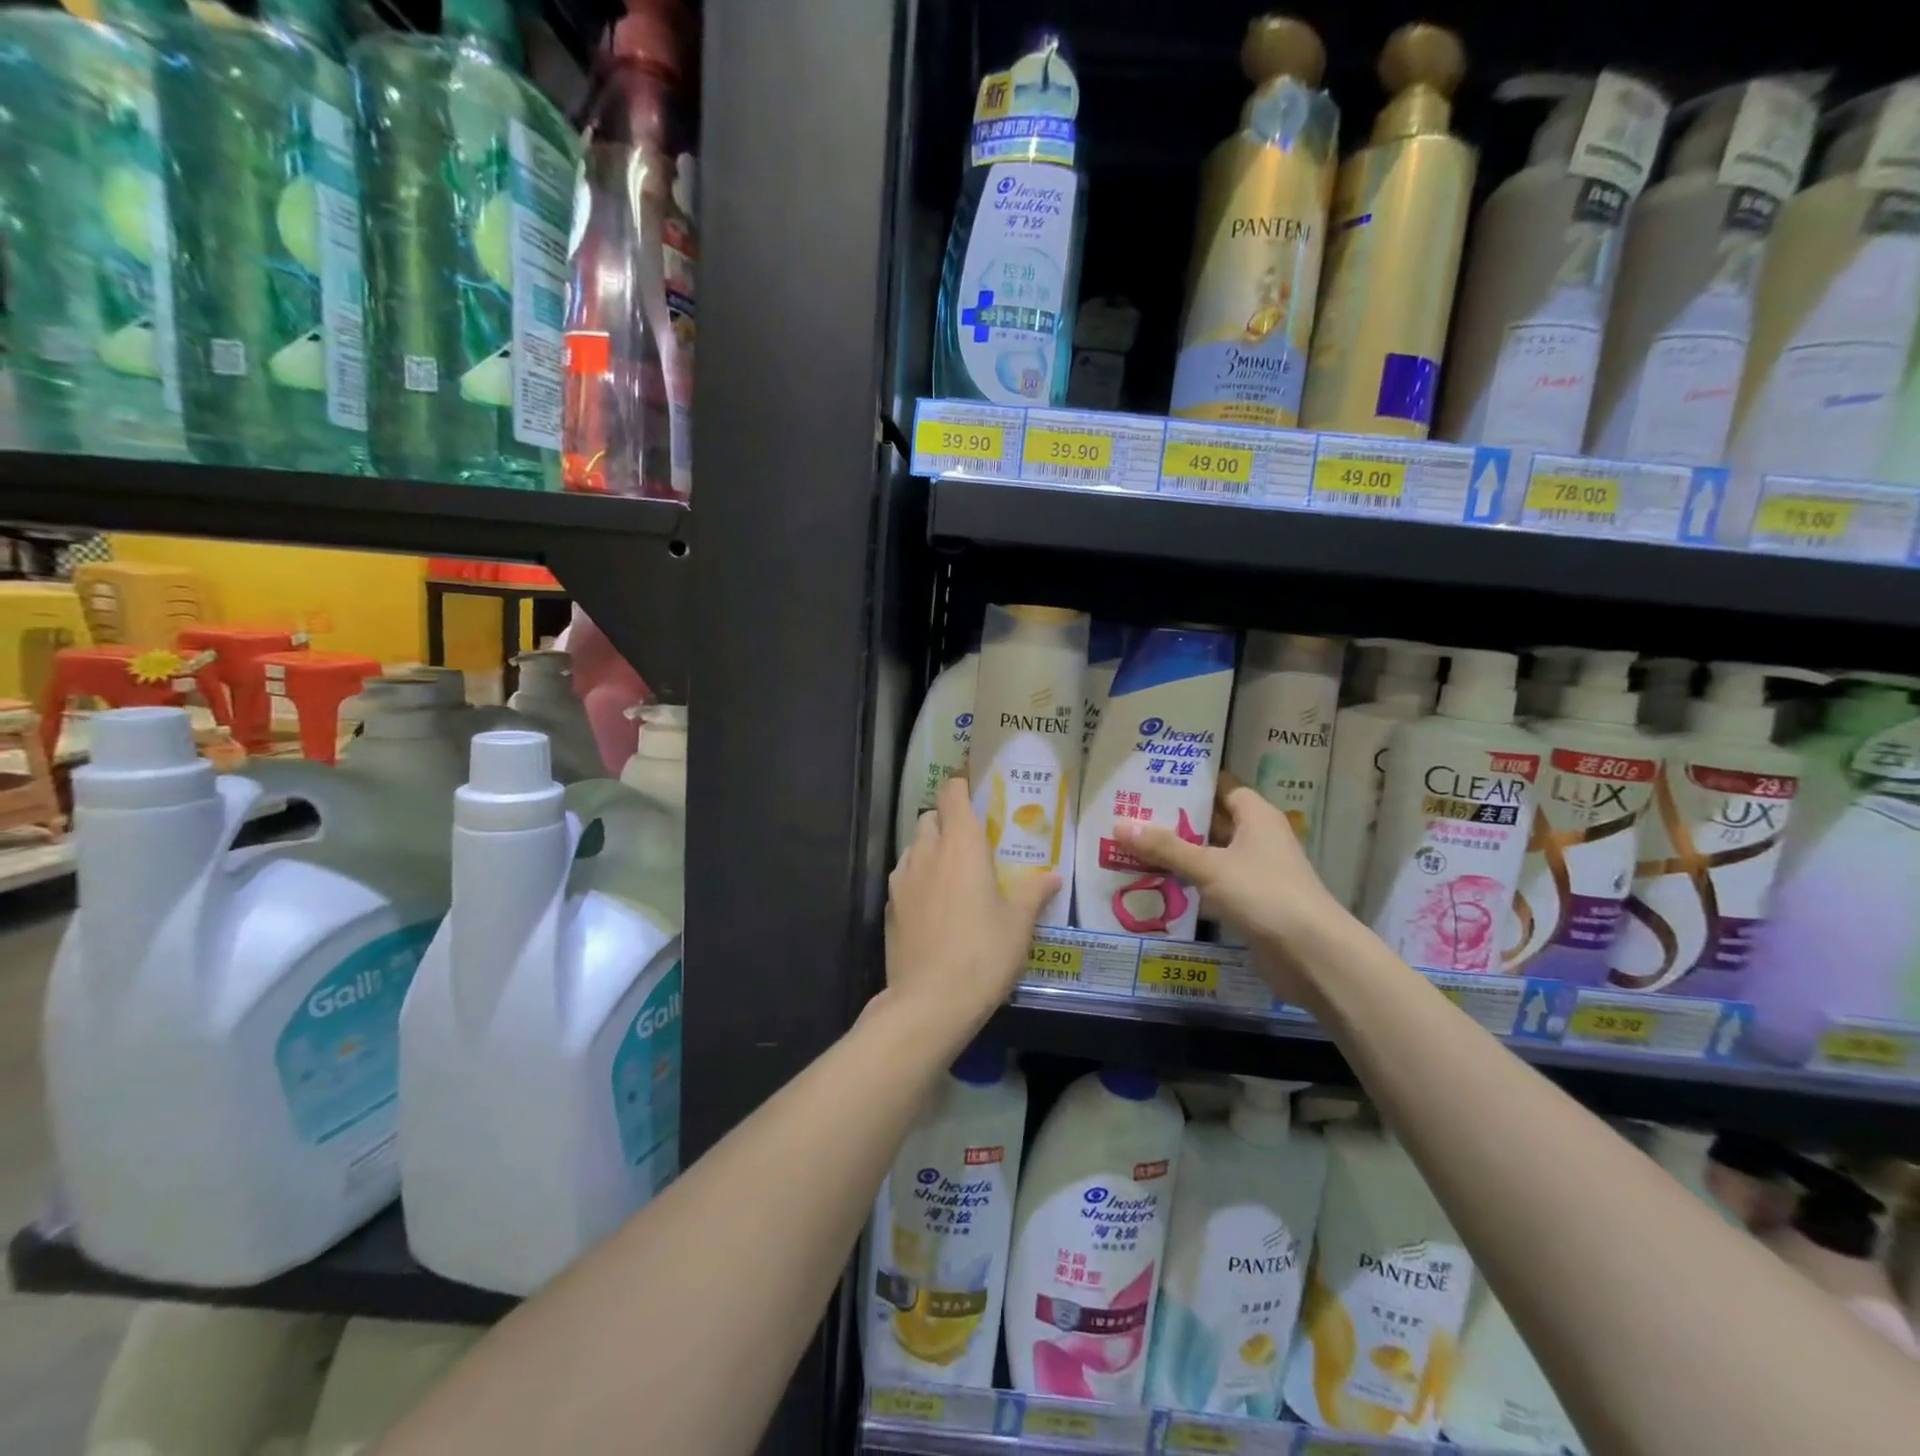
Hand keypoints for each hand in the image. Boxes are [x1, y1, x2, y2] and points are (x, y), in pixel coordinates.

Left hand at [884, 774, 1058, 1031]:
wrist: (930, 1001)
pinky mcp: (889, 906)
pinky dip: (919, 878)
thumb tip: (1052, 875)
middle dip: (948, 821)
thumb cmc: (983, 954)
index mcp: (961, 845)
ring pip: (915, 847)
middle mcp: (927, 852)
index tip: (974, 790)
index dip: (960, 785)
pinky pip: (905, 876)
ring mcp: (902, 878)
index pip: (951, 794)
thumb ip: (1033, 892)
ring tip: (955, 876)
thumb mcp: (1018, 924)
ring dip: (931, 849)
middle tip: (973, 842)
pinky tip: (936, 906)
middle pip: (930, 818)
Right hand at [1114, 777, 1347, 999]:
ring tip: (1134, 846)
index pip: (1223, 787)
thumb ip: (1165, 847)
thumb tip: (1119, 824)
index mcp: (1257, 817)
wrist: (1311, 954)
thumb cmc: (1263, 894)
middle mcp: (1258, 839)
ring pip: (1210, 855)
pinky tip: (1156, 883)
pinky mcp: (1250, 903)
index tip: (1154, 779)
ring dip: (1179, 853)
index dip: (1192, 782)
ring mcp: (1256, 873)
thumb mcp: (1209, 866)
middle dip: (1176, 819)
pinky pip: (1213, 884)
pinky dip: (1189, 882)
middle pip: (1212, 821)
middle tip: (1132, 813)